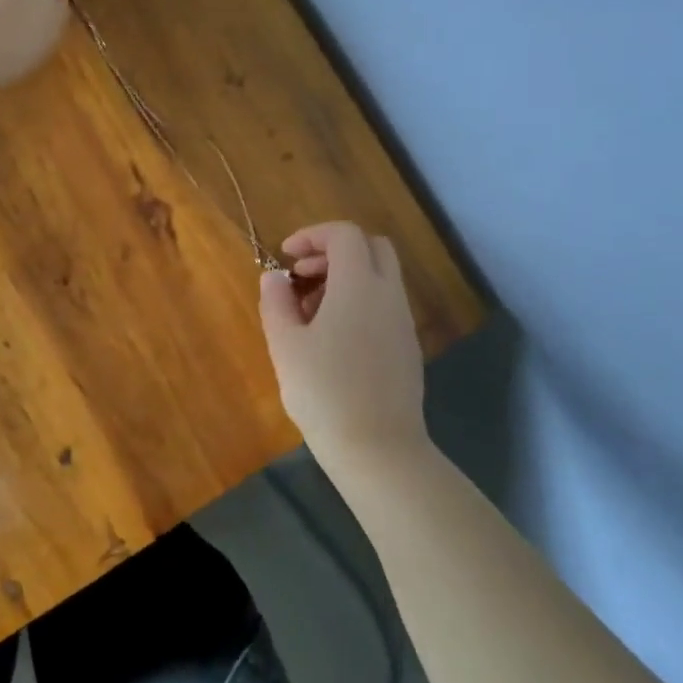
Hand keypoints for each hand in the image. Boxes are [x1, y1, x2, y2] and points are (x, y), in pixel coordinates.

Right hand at [259, 222, 426, 459]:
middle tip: (302, 276)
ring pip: (380, 277)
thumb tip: (274, 277)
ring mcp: (402, 322)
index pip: (344, 234)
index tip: (286, 257)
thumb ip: (276, 302)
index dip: (312, 236)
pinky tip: (333, 338)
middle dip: (334, 250)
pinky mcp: (407, 347)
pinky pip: (384, 305)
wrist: (377, 448)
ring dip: (345, 278)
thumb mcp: (285, 344)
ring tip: (310, 312)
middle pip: (372, 247)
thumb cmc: (323, 391)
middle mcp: (388, 295)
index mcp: (359, 286)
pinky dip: (359, 301)